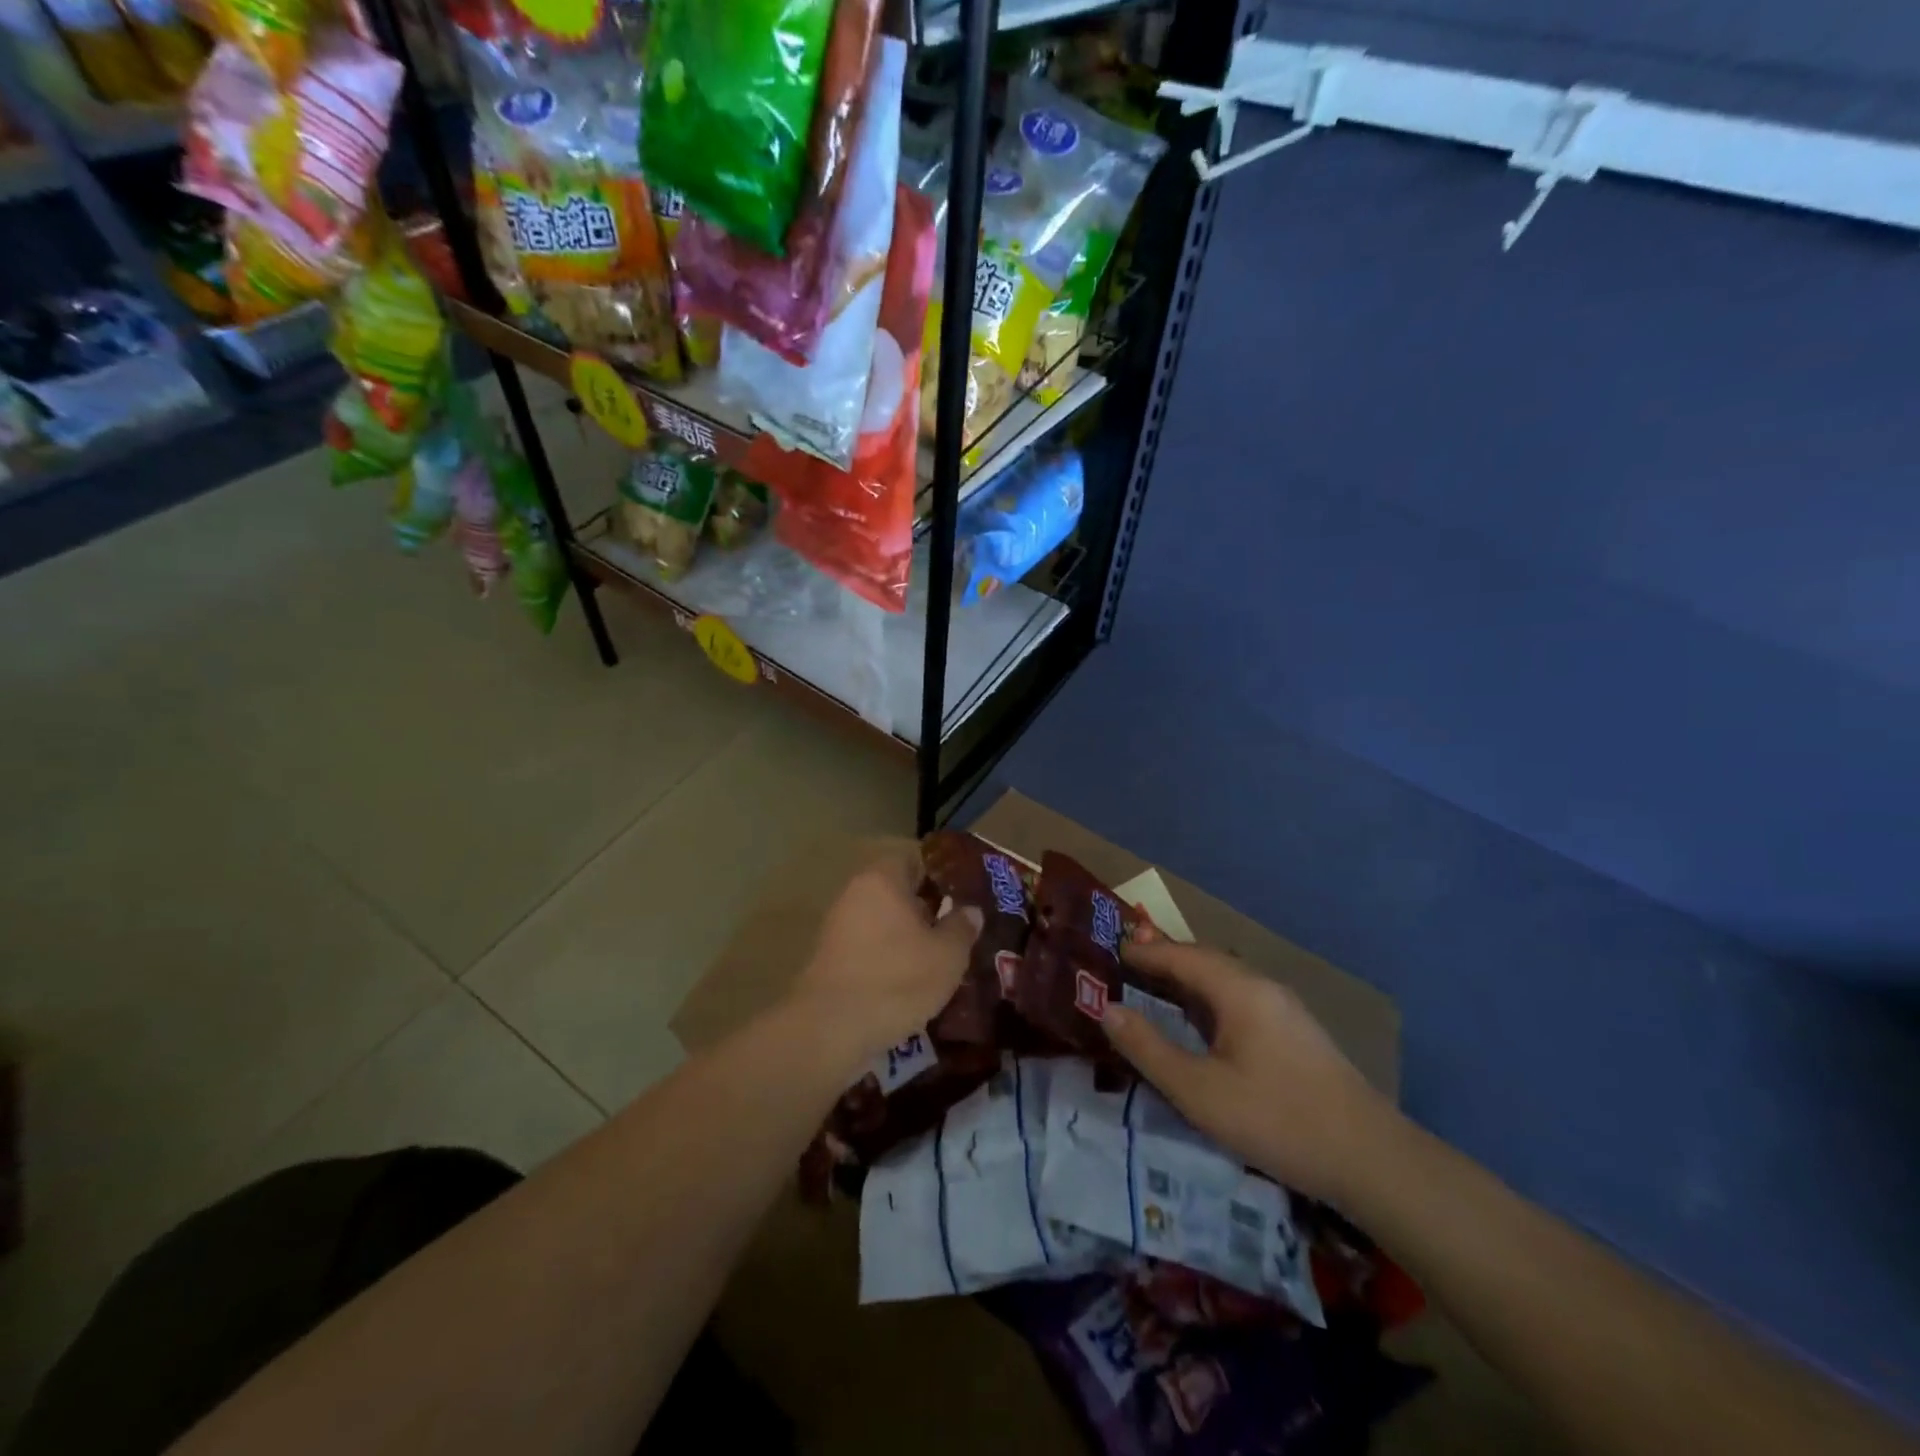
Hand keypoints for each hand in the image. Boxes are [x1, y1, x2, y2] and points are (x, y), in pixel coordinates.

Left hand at [792, 845, 982, 1065]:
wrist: (831, 1029)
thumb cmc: (896, 979)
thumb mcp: (947, 955)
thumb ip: (961, 927)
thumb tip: (970, 910)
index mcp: (883, 879)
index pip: (914, 858)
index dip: (941, 874)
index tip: (964, 894)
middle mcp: (856, 893)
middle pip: (898, 890)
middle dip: (927, 908)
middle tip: (957, 929)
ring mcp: (839, 926)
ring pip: (884, 921)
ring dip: (908, 936)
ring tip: (939, 959)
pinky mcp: (830, 958)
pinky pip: (869, 946)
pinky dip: (889, 957)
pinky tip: (910, 982)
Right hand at [1103, 940, 1395, 1205]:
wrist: (1371, 1160)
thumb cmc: (1276, 1119)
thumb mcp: (1199, 1091)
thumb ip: (1148, 1048)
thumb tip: (1107, 1009)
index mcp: (1238, 989)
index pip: (1181, 955)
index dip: (1144, 952)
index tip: (1110, 950)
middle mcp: (1262, 986)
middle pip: (1204, 960)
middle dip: (1165, 960)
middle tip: (1126, 966)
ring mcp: (1284, 1009)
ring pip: (1225, 981)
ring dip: (1188, 980)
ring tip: (1155, 989)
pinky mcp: (1296, 1033)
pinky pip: (1240, 1000)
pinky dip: (1208, 1000)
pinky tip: (1201, 1023)